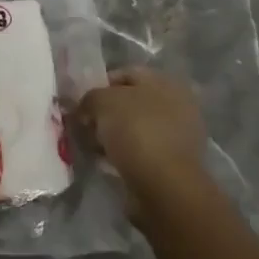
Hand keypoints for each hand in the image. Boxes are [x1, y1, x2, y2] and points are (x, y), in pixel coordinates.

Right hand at [74, 68, 210, 221]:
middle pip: (130, 103)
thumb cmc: (136, 131)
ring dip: (112, 136)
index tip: (81, 102)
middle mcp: (176, 104)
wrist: (164, 185)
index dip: (99, 84)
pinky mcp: (173, 164)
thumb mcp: (102, 102)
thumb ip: (89, 98)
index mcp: (166, 82)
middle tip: (84, 125)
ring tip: (91, 146)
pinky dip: (123, 155)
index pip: (125, 73)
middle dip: (105, 113)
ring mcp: (177, 136)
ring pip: (134, 129)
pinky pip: (140, 152)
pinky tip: (106, 163)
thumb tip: (83, 107)